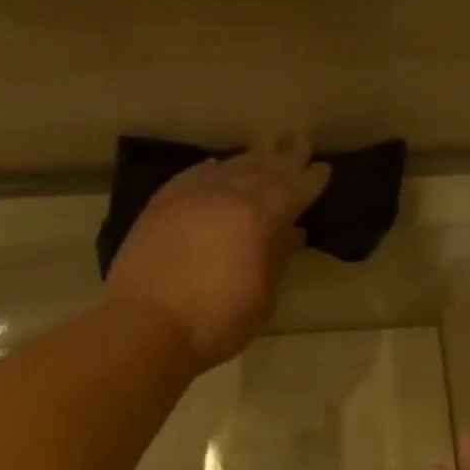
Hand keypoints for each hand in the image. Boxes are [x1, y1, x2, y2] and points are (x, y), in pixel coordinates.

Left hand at [105, 134, 330, 370]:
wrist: (145, 326)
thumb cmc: (214, 323)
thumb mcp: (260, 299)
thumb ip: (277, 260)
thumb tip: (291, 233)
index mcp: (258, 217)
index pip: (292, 190)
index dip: (310, 180)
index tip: (323, 168)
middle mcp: (226, 195)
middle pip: (261, 168)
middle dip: (284, 157)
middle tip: (301, 142)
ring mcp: (189, 196)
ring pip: (227, 168)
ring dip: (250, 160)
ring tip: (265, 151)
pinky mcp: (160, 205)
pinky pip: (192, 176)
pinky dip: (210, 170)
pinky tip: (215, 167)